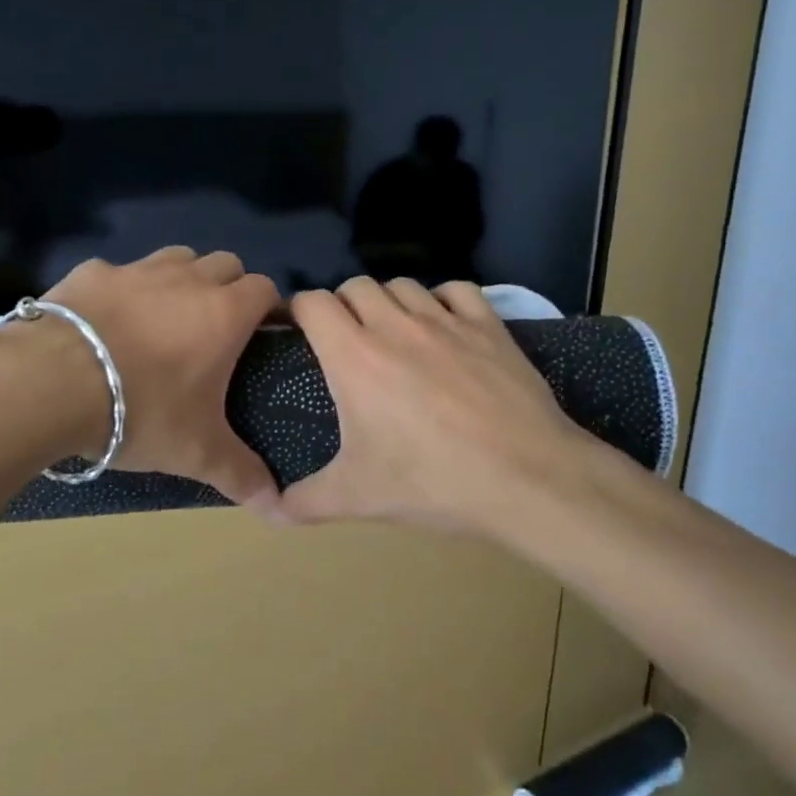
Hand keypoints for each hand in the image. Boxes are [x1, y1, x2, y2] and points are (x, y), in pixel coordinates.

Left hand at [38, 247, 282, 509]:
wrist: (51, 382)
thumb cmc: (142, 411)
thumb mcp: (196, 452)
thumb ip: (240, 473)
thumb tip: (276, 503)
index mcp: (224, 313)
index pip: (264, 288)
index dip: (268, 307)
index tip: (261, 335)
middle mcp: (188, 279)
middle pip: (225, 264)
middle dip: (228, 287)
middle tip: (214, 330)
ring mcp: (138, 270)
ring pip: (177, 257)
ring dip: (182, 278)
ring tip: (166, 317)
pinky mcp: (93, 271)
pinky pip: (121, 271)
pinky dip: (124, 290)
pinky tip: (108, 321)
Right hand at [278, 276, 611, 532]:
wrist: (527, 479)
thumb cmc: (433, 483)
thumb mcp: (359, 498)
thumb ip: (304, 502)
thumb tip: (268, 511)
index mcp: (354, 356)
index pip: (312, 303)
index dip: (298, 310)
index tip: (297, 331)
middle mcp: (395, 325)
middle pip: (355, 286)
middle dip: (343, 305)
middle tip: (347, 340)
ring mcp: (445, 320)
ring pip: (402, 284)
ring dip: (389, 301)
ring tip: (393, 333)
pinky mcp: (488, 325)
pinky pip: (456, 290)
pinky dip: (442, 300)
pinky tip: (445, 326)